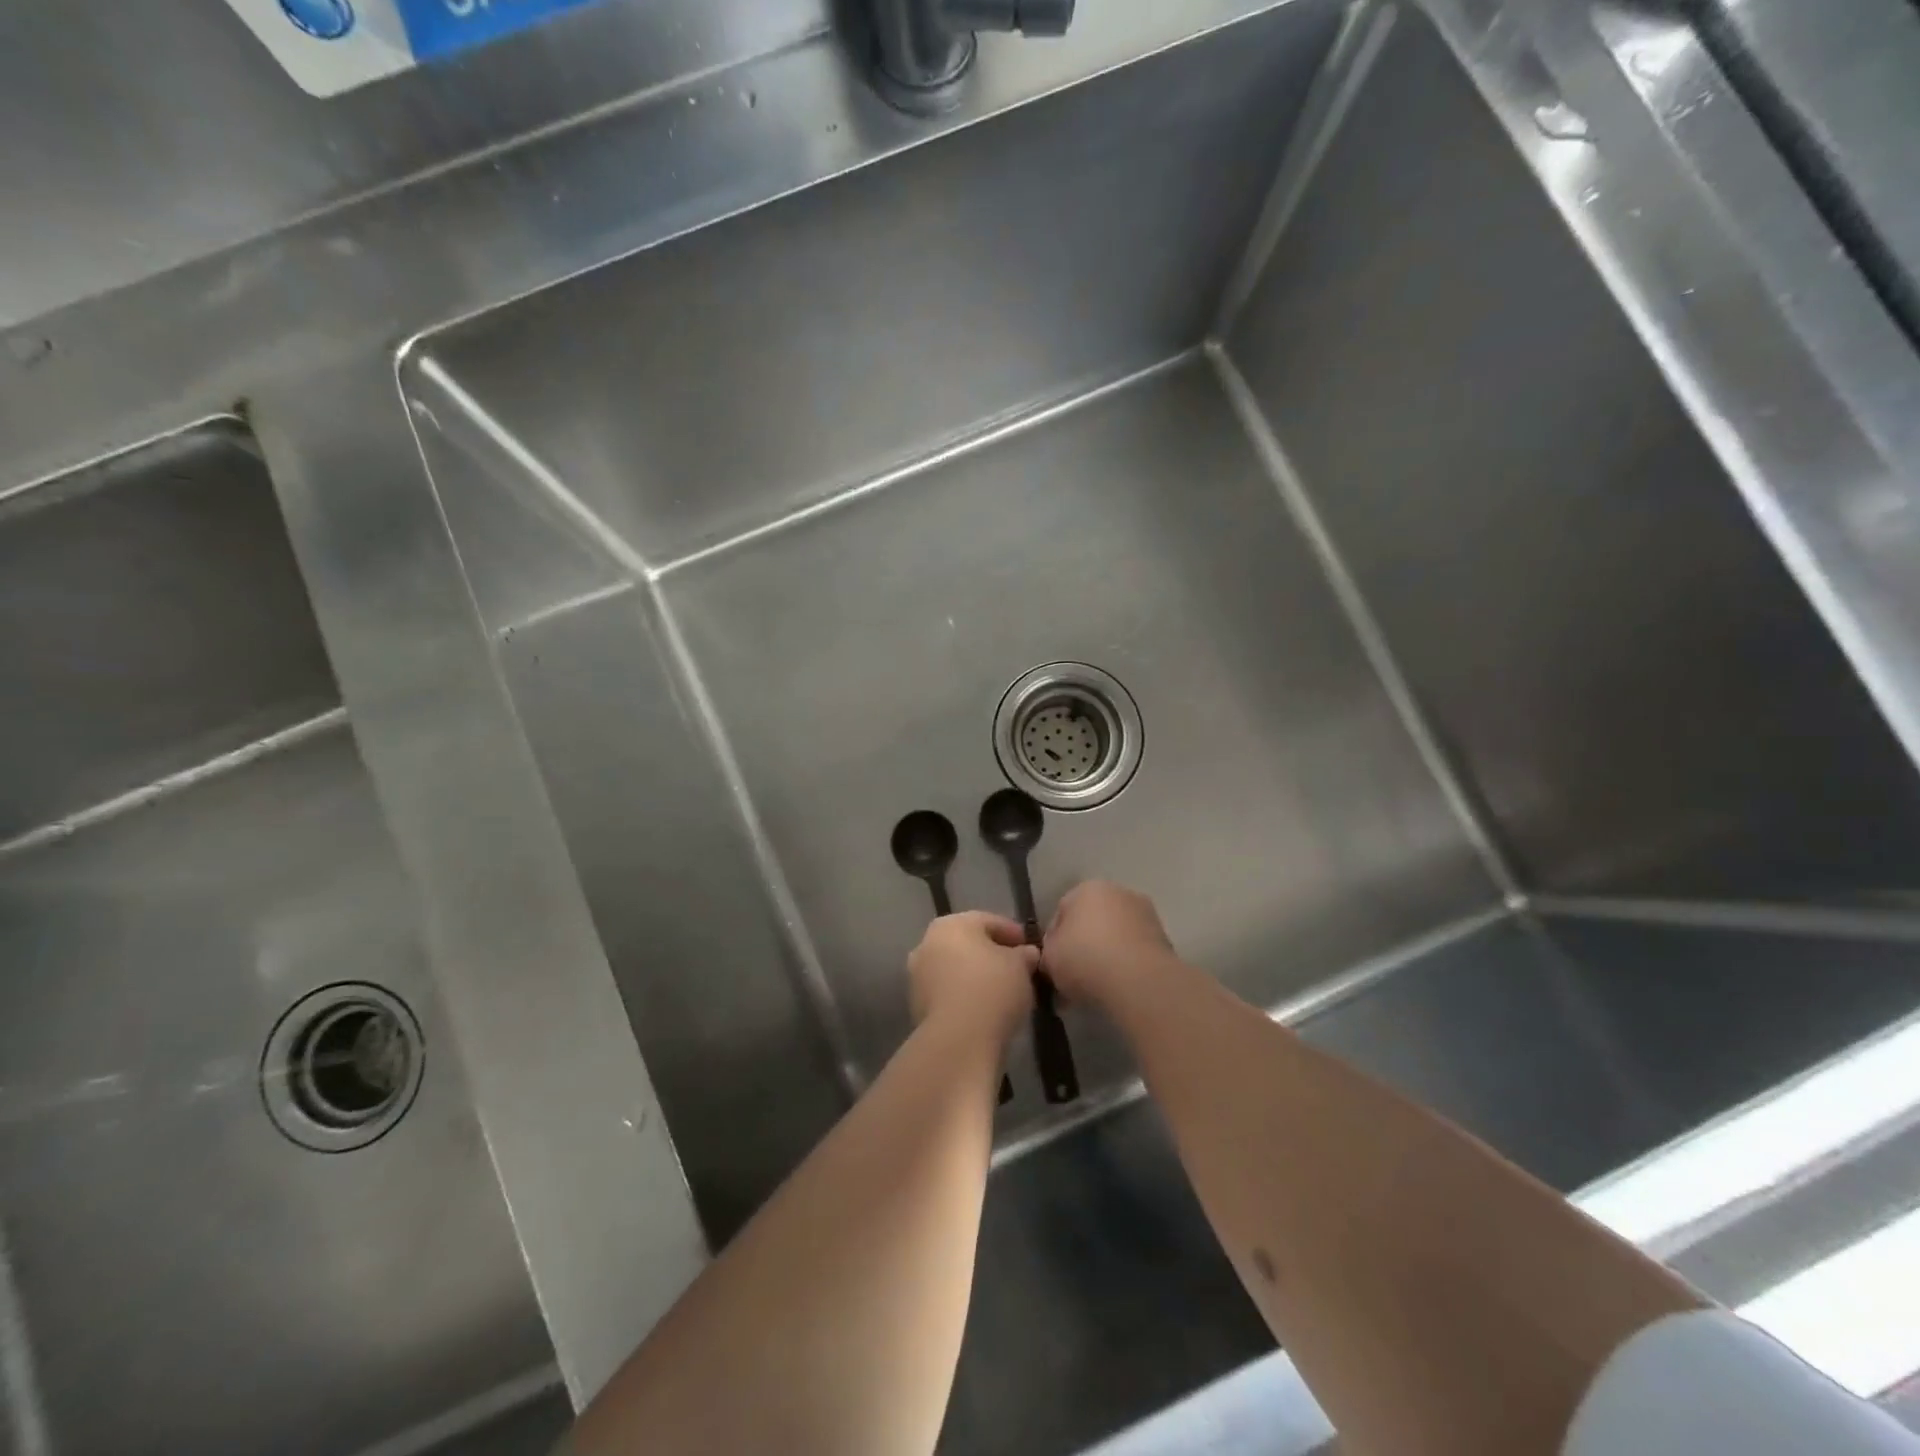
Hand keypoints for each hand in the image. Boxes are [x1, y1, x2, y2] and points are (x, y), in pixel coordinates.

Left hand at [908, 912, 1038, 1044]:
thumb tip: (1026, 954)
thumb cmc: (992, 989)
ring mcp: (918, 976)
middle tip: (1017, 969)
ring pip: (955, 969)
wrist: (958, 1040)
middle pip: (967, 944)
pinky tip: (985, 1010)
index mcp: (951, 924)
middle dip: (992, 954)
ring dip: (976, 976)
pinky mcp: (916, 1006)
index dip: (1013, 933)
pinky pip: (948, 993)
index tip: (1030, 948)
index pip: (988, 921)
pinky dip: (965, 996)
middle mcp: (927, 943)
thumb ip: (1024, 955)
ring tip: (1003, 993)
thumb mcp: (1021, 967)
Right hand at [1043, 881, 1175, 1005]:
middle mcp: (1119, 892)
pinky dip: (1126, 965)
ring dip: (1106, 956)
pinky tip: (1118, 988)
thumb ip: (1048, 952)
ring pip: (1115, 937)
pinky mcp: (1164, 939)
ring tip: (1097, 988)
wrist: (1138, 981)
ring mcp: (1146, 914)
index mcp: (1087, 888)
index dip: (1054, 940)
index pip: (1062, 911)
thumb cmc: (1085, 959)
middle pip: (1092, 921)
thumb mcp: (1049, 957)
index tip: (1054, 965)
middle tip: (1073, 978)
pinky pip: (1134, 952)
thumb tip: (1056, 956)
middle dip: (1083, 946)